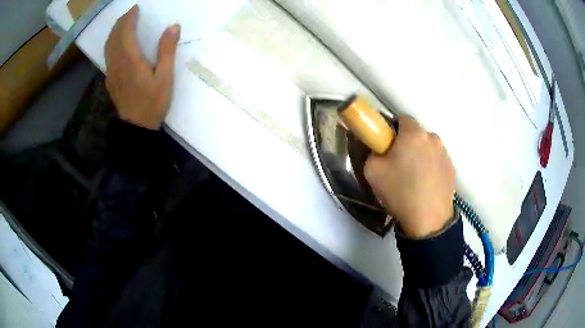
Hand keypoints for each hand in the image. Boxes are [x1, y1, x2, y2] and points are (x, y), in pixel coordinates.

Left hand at [105, 5, 180, 129]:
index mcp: (131, 60)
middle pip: (114, 37)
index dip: (129, 18)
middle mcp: (117, 64)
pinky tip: (117, 44)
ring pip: (108, 47)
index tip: (135, 8)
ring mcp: (111, 72)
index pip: (125, 32)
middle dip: (120, 23)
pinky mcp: (110, 80)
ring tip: (122, 25)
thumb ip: (167, 51)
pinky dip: (111, 44)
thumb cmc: (152, 103)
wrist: (136, 127)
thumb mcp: (165, 77)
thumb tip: (173, 27)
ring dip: (114, 32)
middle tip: (129, 14)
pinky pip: (107, 56)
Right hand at [364, 116, 454, 238]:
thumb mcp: (372, 171)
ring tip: (415, 177)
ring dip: (421, 155)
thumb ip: (373, 152)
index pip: (401, 118)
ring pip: (428, 147)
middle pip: (416, 134)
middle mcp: (433, 138)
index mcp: (413, 134)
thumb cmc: (400, 192)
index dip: (392, 130)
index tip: (387, 145)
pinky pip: (437, 161)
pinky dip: (431, 167)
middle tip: (399, 164)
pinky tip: (426, 185)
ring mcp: (445, 153)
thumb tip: (380, 149)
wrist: (428, 220)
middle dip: (407, 143)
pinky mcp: (452, 169)